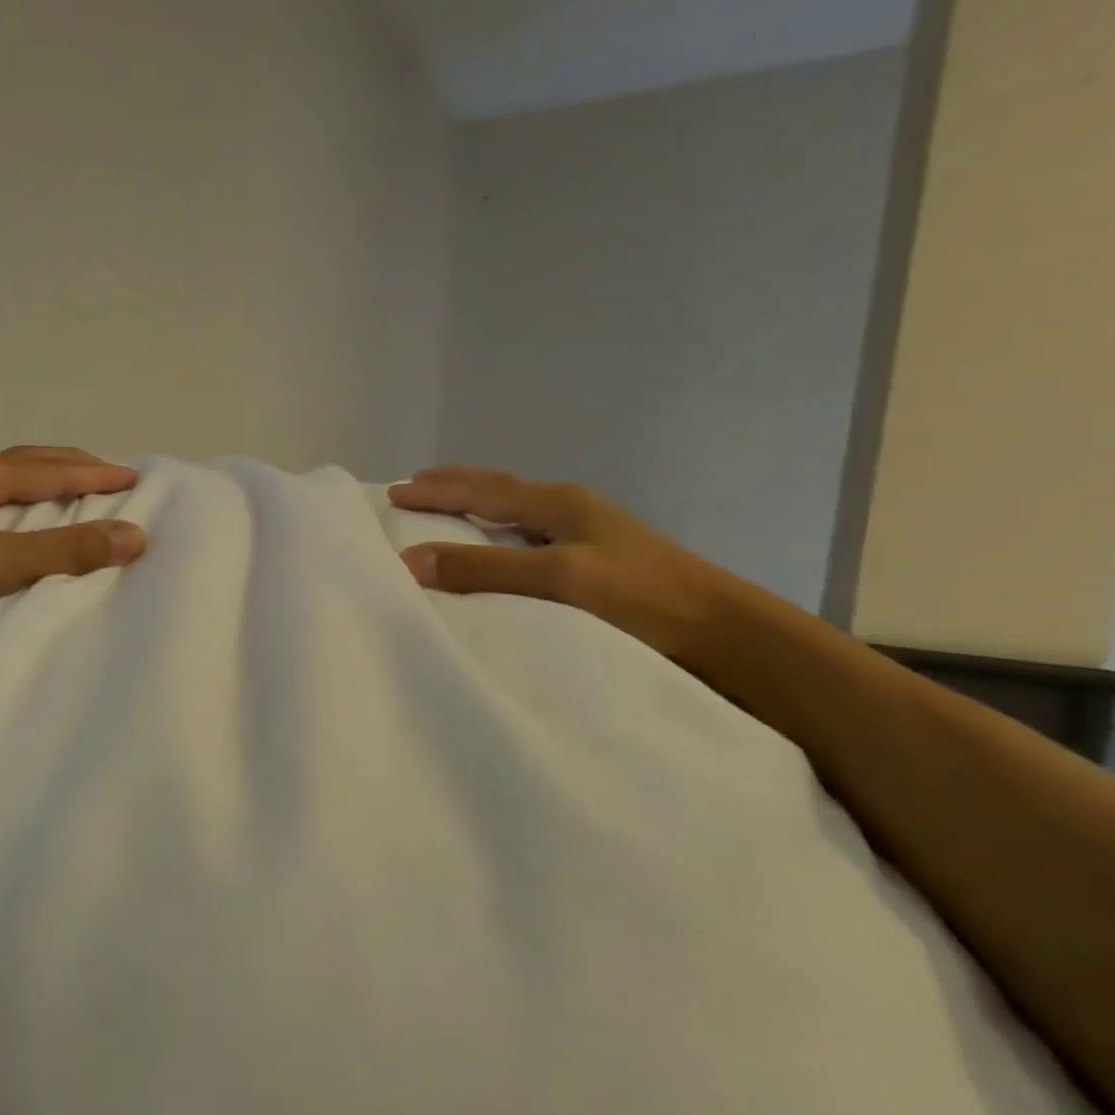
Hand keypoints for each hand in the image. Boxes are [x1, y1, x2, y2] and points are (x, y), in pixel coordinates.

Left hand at [0, 445, 145, 650]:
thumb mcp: (0, 564)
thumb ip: (66, 550)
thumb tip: (135, 536)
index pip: (52, 470)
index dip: (96, 474)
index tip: (135, 477)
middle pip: (29, 463)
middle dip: (73, 467)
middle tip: (112, 476)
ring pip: (8, 481)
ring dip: (47, 481)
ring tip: (76, 491)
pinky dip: (24, 502)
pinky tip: (24, 520)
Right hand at [388, 466, 741, 665]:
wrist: (720, 630)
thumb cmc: (639, 598)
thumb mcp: (558, 579)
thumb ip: (485, 569)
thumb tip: (411, 559)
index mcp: (558, 503)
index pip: (482, 490)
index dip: (437, 490)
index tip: (394, 491)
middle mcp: (569, 509)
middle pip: (499, 488)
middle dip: (454, 484)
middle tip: (414, 484)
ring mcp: (586, 532)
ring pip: (515, 508)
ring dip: (476, 503)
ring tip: (447, 505)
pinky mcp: (595, 559)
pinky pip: (528, 533)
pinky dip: (497, 530)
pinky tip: (498, 544)